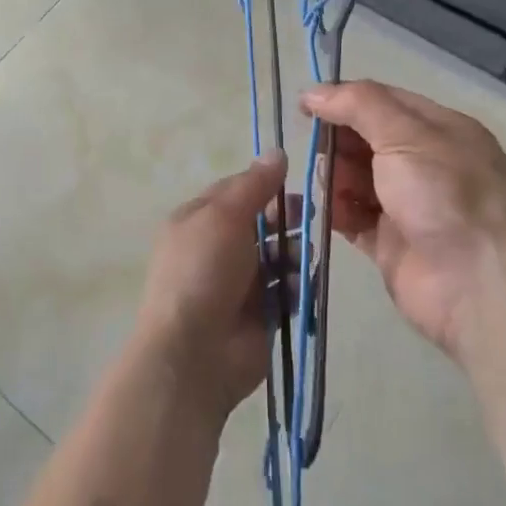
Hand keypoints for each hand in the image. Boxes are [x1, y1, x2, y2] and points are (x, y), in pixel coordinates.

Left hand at [133, 152, 286, 420]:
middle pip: (261, 223)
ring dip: (293, 254)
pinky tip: (300, 288)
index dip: (265, 184)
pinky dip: (296, 288)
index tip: (296, 180)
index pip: (236, 192)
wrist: (194, 353)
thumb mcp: (224, 216)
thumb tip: (277, 152)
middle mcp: (216, 248)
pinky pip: (286, 292)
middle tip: (311, 217)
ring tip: (299, 261)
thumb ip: (253, 185)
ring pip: (278, 257)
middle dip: (286, 219)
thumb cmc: (203, 272)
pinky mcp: (260, 315)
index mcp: (198, 220)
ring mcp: (238, 284)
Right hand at [303, 81, 505, 368]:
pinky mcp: (392, 245)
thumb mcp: (406, 135)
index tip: (305, 107)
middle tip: (315, 152)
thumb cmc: (447, 195)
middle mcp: (425, 164)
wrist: (482, 287)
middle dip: (338, 142)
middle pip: (367, 141)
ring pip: (357, 179)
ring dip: (334, 177)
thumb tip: (312, 92)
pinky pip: (354, 219)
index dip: (343, 100)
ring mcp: (408, 206)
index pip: (383, 102)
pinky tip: (323, 211)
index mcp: (439, 131)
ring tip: (325, 186)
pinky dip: (336, 213)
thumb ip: (358, 106)